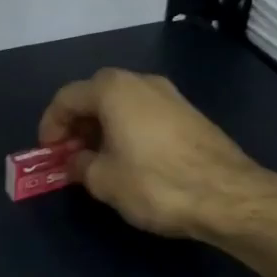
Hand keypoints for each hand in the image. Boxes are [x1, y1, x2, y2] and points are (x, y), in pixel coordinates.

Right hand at [37, 68, 272, 239]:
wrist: (229, 195)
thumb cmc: (155, 183)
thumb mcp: (104, 180)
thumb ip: (80, 166)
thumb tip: (77, 162)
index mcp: (113, 90)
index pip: (67, 97)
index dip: (50, 125)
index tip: (48, 153)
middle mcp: (140, 81)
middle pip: (95, 94)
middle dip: (77, 123)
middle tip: (70, 154)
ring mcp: (169, 94)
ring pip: (122, 103)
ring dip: (102, 126)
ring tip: (97, 159)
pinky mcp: (189, 113)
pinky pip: (144, 113)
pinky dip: (127, 129)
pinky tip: (129, 158)